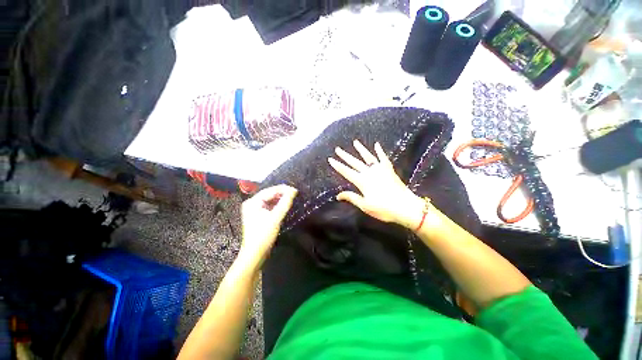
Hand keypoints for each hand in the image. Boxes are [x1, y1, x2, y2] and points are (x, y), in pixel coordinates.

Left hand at [240, 185, 297, 263]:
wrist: (255, 253)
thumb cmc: (263, 235)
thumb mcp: (275, 218)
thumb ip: (285, 203)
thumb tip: (293, 191)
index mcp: (253, 202)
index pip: (270, 191)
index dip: (283, 189)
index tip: (295, 190)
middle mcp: (252, 203)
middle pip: (269, 194)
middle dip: (282, 193)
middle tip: (294, 193)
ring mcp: (254, 209)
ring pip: (269, 200)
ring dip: (280, 198)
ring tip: (291, 197)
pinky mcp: (258, 215)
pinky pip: (269, 206)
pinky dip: (277, 204)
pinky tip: (284, 204)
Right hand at [328, 140, 425, 228]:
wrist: (405, 206)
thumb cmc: (384, 209)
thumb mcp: (365, 206)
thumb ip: (352, 198)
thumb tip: (338, 195)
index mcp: (362, 182)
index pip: (346, 172)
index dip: (338, 166)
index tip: (330, 159)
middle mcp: (369, 173)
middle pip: (355, 162)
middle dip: (345, 156)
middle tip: (337, 149)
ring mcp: (380, 170)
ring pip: (368, 157)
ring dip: (361, 149)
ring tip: (355, 142)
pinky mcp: (389, 170)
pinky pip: (383, 158)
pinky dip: (380, 151)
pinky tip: (377, 145)